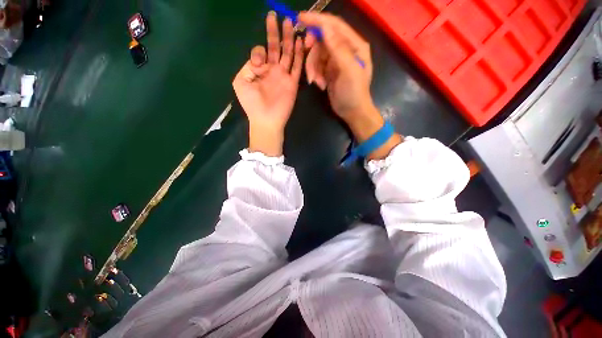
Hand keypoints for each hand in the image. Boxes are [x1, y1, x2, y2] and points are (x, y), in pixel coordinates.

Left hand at [233, 12, 303, 156]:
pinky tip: (300, 42)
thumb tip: (261, 59)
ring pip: (288, 53)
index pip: (262, 51)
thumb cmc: (252, 103)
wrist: (266, 119)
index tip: (260, 60)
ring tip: (291, 22)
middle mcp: (272, 70)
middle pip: (276, 47)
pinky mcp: (293, 83)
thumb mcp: (241, 81)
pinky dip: (299, 55)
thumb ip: (248, 65)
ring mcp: (284, 76)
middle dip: (277, 32)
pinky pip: (297, 66)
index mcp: (259, 70)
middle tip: (279, 15)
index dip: (260, 49)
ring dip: (289, 39)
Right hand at [299, 12, 401, 158]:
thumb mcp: (348, 71)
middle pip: (322, 40)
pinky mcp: (329, 71)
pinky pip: (317, 66)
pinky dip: (315, 75)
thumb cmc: (354, 93)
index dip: (318, 20)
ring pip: (317, 54)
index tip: (300, 18)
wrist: (352, 112)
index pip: (334, 26)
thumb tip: (325, 28)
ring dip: (313, 67)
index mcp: (354, 45)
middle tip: (306, 54)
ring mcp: (336, 61)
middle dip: (313, 50)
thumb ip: (337, 49)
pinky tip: (320, 85)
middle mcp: (345, 49)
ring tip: (317, 82)